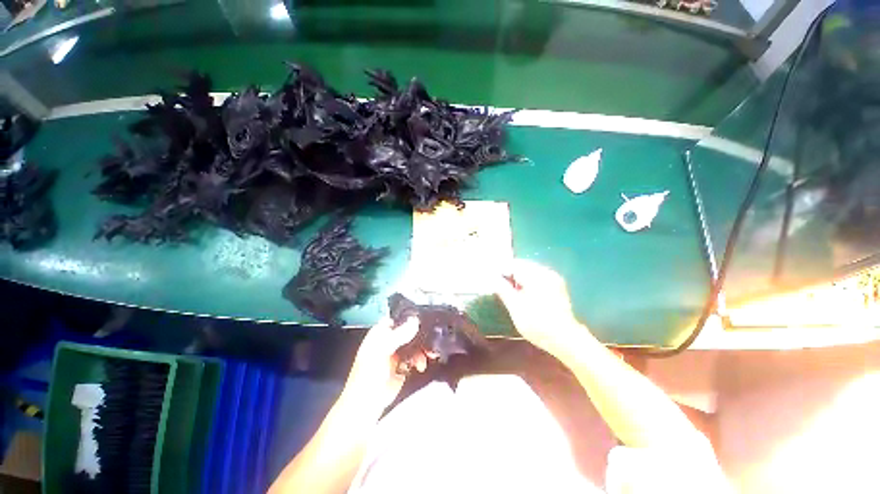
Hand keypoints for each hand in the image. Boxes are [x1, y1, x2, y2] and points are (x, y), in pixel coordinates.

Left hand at [340, 317, 426, 411]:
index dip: (410, 316)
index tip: (425, 318)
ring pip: (414, 343)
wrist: (366, 405)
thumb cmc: (368, 375)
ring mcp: (397, 352)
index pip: (398, 317)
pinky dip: (421, 358)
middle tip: (431, 337)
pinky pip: (416, 356)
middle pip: (409, 330)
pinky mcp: (403, 365)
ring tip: (429, 354)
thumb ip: (399, 335)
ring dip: (423, 347)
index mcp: (380, 333)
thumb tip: (415, 321)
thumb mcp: (382, 351)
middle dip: (421, 334)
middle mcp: (389, 340)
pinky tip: (421, 365)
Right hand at [496, 259, 584, 355]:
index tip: (493, 280)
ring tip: (511, 292)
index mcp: (535, 275)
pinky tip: (524, 295)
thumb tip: (492, 277)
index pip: (513, 264)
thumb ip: (502, 289)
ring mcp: (554, 279)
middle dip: (510, 275)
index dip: (501, 271)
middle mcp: (546, 272)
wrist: (565, 340)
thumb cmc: (537, 323)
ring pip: (530, 272)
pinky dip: (529, 283)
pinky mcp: (558, 287)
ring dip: (519, 279)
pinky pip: (538, 278)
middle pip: (523, 266)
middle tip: (500, 287)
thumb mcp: (514, 306)